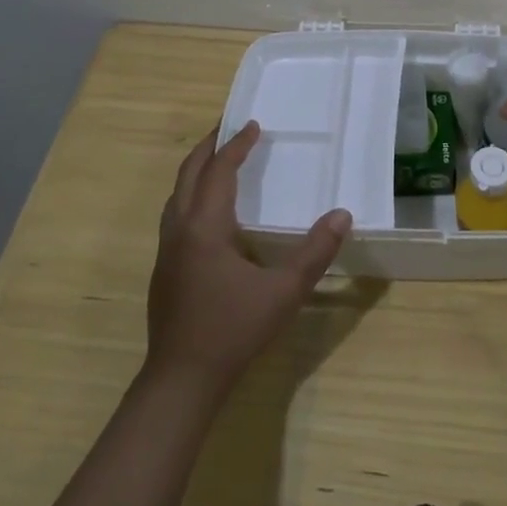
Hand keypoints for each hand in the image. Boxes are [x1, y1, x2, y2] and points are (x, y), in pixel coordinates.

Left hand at [145, 122, 351, 389]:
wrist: (181, 380)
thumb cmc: (233, 330)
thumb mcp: (284, 292)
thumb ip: (315, 252)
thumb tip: (342, 215)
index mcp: (206, 226)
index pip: (220, 171)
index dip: (237, 145)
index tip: (254, 125)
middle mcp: (180, 229)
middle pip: (189, 173)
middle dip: (209, 147)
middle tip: (230, 128)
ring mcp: (167, 250)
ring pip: (177, 194)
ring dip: (197, 170)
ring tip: (219, 161)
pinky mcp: (164, 269)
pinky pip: (175, 214)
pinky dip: (192, 195)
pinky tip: (209, 212)